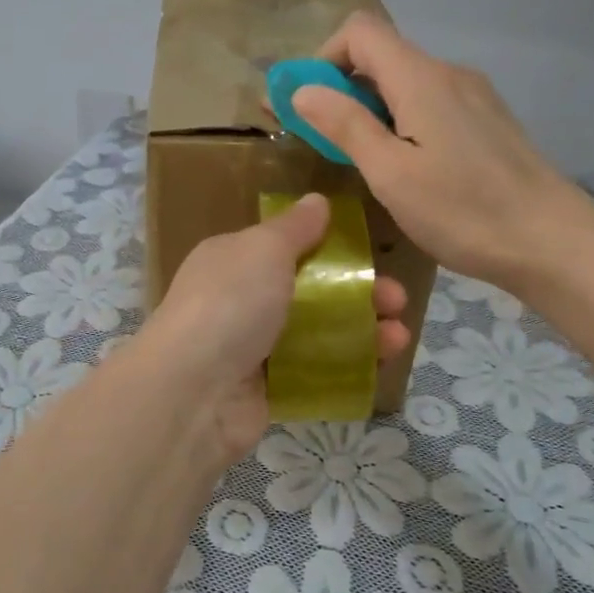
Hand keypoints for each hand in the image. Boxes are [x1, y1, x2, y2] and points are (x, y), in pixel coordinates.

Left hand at [137, 194, 409, 459]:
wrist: (194, 391)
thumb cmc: (230, 303)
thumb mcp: (263, 249)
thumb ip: (294, 228)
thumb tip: (316, 201)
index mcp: (233, 260)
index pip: (284, 248)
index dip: (328, 249)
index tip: (368, 255)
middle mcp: (240, 301)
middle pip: (309, 292)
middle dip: (358, 293)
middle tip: (397, 300)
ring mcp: (252, 349)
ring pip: (316, 334)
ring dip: (361, 332)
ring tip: (399, 337)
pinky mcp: (266, 390)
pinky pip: (312, 373)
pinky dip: (345, 368)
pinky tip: (378, 367)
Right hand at [291, 12, 593, 293]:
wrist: (551, 241)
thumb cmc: (464, 211)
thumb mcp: (391, 174)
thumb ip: (346, 125)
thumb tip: (303, 88)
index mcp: (421, 79)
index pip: (360, 31)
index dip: (323, 58)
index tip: (306, 105)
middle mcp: (448, 74)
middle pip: (381, 55)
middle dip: (341, 88)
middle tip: (320, 139)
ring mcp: (473, 96)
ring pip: (405, 82)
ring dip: (370, 108)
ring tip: (360, 160)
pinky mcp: (486, 121)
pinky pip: (429, 104)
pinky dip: (400, 121)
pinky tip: (405, 167)